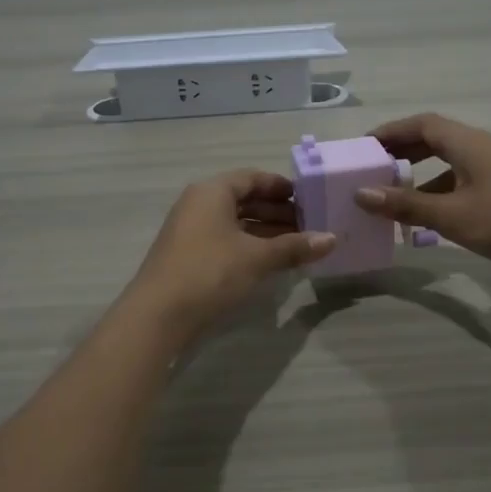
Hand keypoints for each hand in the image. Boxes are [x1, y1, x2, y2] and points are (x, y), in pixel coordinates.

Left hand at [124, 170, 335, 339]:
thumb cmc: (210, 272)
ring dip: (265, 231)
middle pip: (243, 199)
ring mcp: (190, 230)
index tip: (308, 199)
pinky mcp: (188, 255)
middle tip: (309, 225)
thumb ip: (294, 246)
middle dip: (277, 211)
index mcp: (212, 191)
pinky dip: (249, 246)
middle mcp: (198, 204)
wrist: (159, 314)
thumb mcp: (257, 258)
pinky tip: (271, 261)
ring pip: (235, 222)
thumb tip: (331, 239)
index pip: (252, 178)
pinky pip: (225, 240)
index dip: (281, 186)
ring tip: (297, 245)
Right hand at [355, 113, 490, 278]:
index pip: (420, 124)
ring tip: (392, 200)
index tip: (363, 148)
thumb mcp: (452, 215)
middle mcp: (479, 149)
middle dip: (401, 154)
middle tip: (372, 172)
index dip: (389, 132)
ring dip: (419, 179)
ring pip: (448, 166)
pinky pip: (462, 185)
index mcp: (466, 143)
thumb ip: (405, 205)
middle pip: (433, 141)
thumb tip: (361, 193)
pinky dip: (439, 196)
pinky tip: (428, 222)